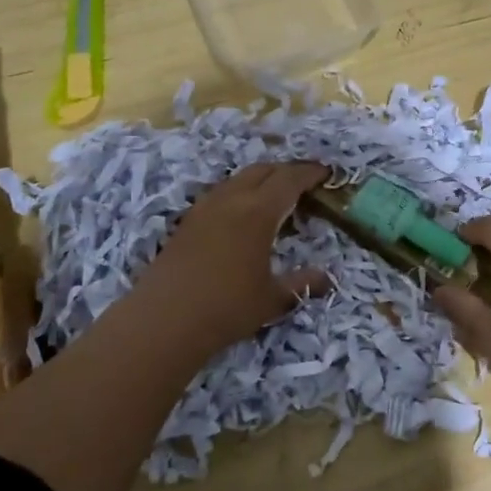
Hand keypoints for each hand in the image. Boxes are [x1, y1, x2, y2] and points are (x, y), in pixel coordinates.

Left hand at [135, 162, 331, 353]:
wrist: (164, 320)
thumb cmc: (226, 307)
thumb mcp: (272, 299)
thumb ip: (302, 284)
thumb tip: (327, 278)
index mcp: (258, 211)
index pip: (289, 179)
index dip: (310, 172)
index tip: (326, 172)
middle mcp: (231, 200)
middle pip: (263, 170)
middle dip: (286, 171)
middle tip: (304, 182)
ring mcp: (205, 208)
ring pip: (238, 179)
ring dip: (261, 179)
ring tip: (275, 196)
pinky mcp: (187, 221)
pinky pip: (221, 193)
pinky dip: (240, 193)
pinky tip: (242, 215)